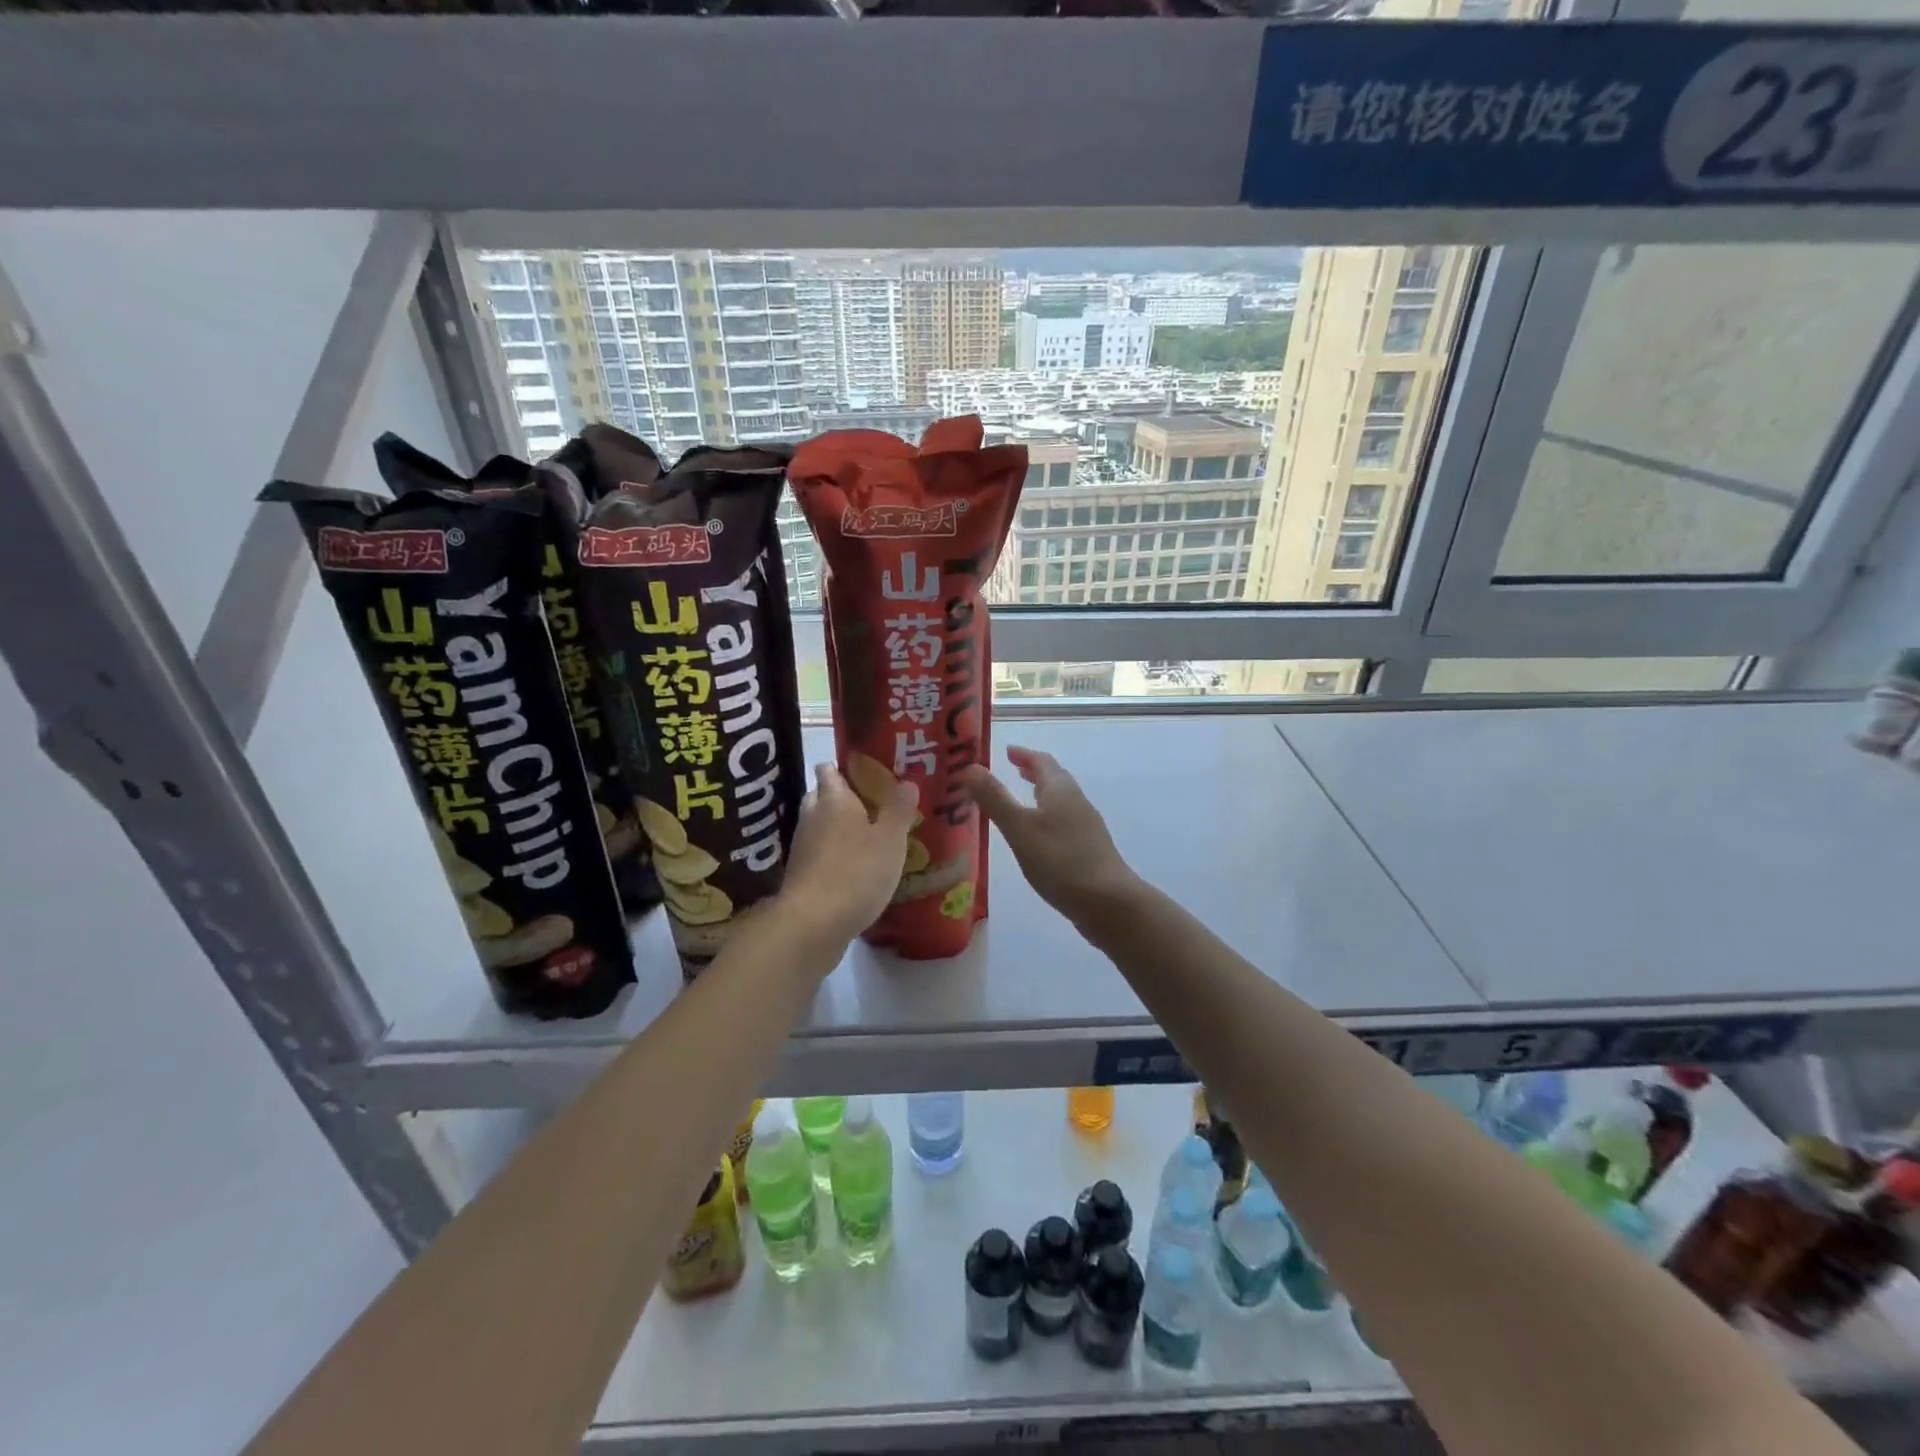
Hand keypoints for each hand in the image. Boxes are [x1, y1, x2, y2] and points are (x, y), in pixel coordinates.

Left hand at [776, 762, 917, 953]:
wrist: (813, 924)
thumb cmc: (857, 872)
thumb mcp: (890, 840)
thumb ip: (898, 810)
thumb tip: (907, 781)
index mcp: (834, 799)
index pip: (829, 771)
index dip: (843, 767)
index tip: (865, 770)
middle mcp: (812, 817)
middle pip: (820, 796)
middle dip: (839, 797)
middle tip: (869, 803)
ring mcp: (802, 847)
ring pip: (818, 826)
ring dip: (835, 828)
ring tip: (865, 836)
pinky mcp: (800, 876)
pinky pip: (818, 854)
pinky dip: (832, 855)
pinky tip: (853, 867)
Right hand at [959, 746, 1139, 927]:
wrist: (1107, 901)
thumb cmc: (1059, 860)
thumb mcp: (1019, 828)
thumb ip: (994, 798)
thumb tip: (969, 766)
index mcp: (1060, 790)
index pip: (1042, 761)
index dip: (1024, 754)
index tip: (1007, 751)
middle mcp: (1076, 802)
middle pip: (1055, 779)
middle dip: (1034, 772)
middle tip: (1013, 770)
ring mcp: (1086, 827)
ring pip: (1061, 801)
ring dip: (1042, 794)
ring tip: (1024, 800)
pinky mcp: (1090, 850)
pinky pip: (1065, 822)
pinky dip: (1048, 818)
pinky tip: (1040, 838)